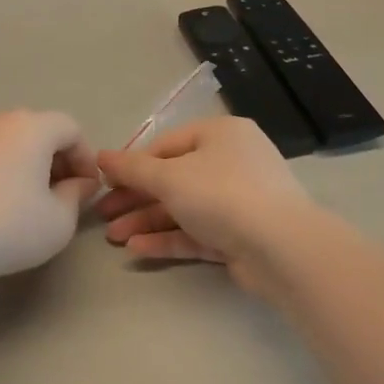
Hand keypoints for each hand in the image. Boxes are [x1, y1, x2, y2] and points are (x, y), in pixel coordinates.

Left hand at [0, 111, 100, 285]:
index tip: (87, 189)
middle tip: (63, 194)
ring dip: (27, 163)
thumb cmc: (10, 227)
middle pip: (39, 130)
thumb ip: (77, 195)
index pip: (70, 129)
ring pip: (10, 141)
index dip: (86, 157)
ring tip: (30, 199)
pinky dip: (0, 168)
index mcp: (31, 127)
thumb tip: (79, 183)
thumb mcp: (60, 220)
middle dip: (57, 159)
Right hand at [95, 118, 316, 290]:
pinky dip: (169, 238)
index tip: (104, 183)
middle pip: (173, 178)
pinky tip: (137, 248)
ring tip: (113, 238)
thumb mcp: (169, 177)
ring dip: (147, 221)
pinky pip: (198, 232)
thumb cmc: (222, 195)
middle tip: (103, 215)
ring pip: (184, 208)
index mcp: (220, 134)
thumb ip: (132, 168)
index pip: (166, 144)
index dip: (133, 163)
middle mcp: (232, 162)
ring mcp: (239, 201)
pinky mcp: (241, 236)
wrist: (282, 248)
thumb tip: (101, 156)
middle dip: (136, 198)